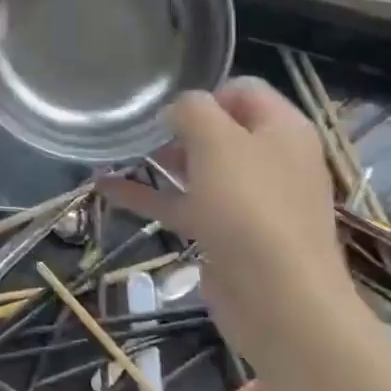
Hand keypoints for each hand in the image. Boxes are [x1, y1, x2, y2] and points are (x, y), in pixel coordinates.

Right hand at [101, 79, 351, 337]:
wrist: (279, 300)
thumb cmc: (250, 206)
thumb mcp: (217, 140)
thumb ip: (192, 110)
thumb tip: (177, 111)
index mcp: (283, 130)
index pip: (243, 89)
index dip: (205, 92)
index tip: (169, 110)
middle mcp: (272, 161)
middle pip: (220, 130)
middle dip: (178, 128)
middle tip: (141, 134)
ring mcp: (251, 201)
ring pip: (199, 169)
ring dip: (159, 161)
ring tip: (116, 153)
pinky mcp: (228, 235)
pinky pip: (184, 204)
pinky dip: (150, 196)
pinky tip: (106, 189)